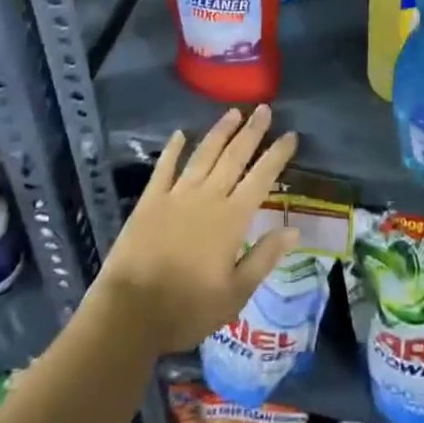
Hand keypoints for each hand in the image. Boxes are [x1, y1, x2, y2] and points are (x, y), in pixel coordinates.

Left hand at [95, 105, 300, 352]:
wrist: (129, 313)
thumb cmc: (187, 309)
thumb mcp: (234, 295)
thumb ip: (264, 258)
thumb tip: (293, 230)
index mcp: (232, 219)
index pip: (261, 178)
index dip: (277, 155)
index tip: (290, 135)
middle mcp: (208, 197)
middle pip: (234, 156)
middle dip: (252, 131)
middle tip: (264, 108)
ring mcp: (177, 195)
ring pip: (204, 154)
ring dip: (220, 131)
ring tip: (234, 112)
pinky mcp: (150, 200)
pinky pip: (164, 167)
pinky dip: (173, 149)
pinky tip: (179, 134)